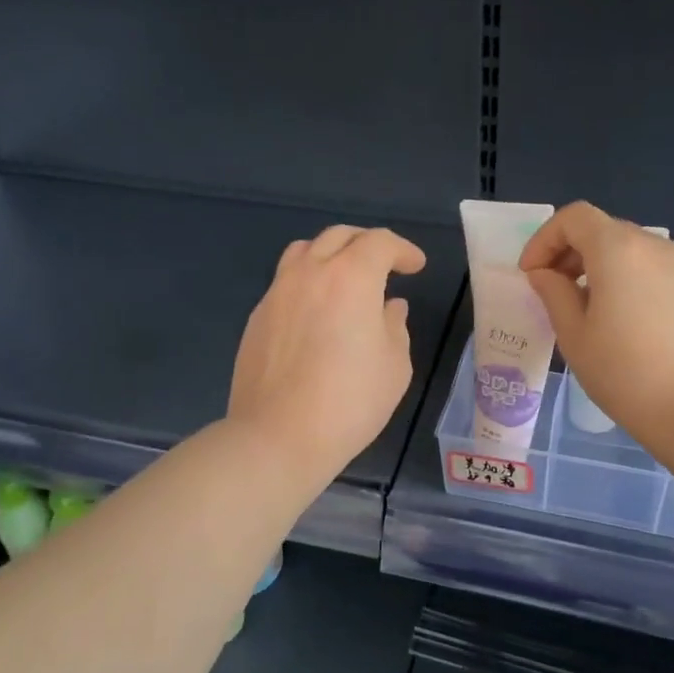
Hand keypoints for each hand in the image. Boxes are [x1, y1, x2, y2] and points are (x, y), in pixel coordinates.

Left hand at [228, 225, 425, 484]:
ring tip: (344, 277)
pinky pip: (285, 281)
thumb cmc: (350, 402)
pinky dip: (307, 281)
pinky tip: (316, 311)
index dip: (403, 249)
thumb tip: (390, 307)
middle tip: (385, 265)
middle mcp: (310, 273)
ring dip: (331, 254)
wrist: (278, 436)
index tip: (416, 266)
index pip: (380, 243)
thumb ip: (395, 327)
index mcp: (351, 278)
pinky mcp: (257, 317)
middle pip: (339, 236)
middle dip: (367, 243)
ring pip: (305, 250)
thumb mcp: (394, 366)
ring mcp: (277, 292)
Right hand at [520, 202, 673, 451]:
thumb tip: (545, 274)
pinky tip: (631, 322)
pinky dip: (634, 281)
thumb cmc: (627, 375)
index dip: (545, 239)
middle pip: (604, 230)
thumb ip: (554, 294)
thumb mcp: (575, 337)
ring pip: (633, 250)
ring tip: (592, 310)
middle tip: (555, 292)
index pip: (574, 217)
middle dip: (572, 253)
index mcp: (618, 250)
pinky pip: (659, 270)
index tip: (532, 274)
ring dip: (603, 267)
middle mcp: (656, 245)